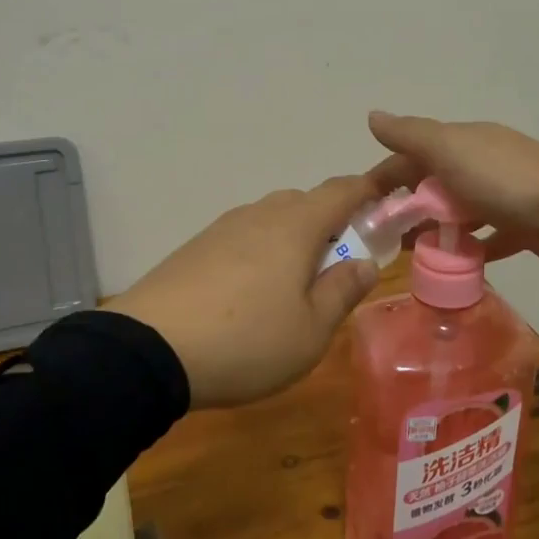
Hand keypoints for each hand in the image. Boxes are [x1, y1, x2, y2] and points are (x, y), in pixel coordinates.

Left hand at [108, 176, 381, 408]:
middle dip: (330, 223)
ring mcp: (222, 228)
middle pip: (305, 202)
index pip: (342, 190)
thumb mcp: (311, 330)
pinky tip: (251, 293)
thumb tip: (365, 263)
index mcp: (296, 225)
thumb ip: (342, 291)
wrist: (149, 349)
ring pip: (271, 220)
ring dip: (293, 239)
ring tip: (294, 286)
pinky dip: (260, 252)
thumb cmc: (247, 341)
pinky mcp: (195, 247)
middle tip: (339, 265)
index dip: (370, 189)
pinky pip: (242, 238)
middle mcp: (260, 214)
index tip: (389, 200)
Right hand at [367, 111, 538, 266]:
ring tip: (410, 254)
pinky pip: (486, 238)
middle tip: (383, 238)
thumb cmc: (501, 177)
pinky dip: (468, 248)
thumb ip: (409, 134)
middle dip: (407, 206)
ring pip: (457, 211)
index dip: (384, 177)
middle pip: (433, 184)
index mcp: (461, 142)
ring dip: (434, 228)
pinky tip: (451, 265)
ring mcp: (502, 195)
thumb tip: (372, 116)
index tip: (362, 208)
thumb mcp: (447, 148)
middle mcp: (480, 163)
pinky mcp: (520, 227)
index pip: (411, 155)